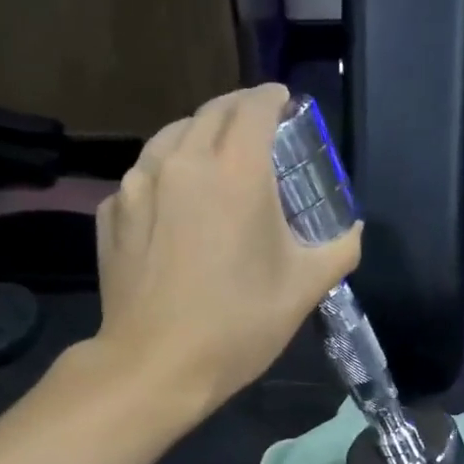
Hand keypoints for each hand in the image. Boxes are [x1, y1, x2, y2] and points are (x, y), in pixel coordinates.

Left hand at [94, 85, 359, 413]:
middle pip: (211, 112)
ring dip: (198, 136)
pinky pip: (143, 176)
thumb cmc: (238, 324)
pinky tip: (174, 203)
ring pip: (171, 137)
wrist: (155, 365)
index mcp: (236, 171)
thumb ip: (338, 249)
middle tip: (257, 128)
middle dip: (238, 110)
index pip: (255, 106)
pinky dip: (165, 175)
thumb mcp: (304, 288)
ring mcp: (138, 184)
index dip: (273, 98)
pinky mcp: (111, 212)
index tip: (284, 103)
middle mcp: (182, 161)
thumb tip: (352, 231)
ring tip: (214, 159)